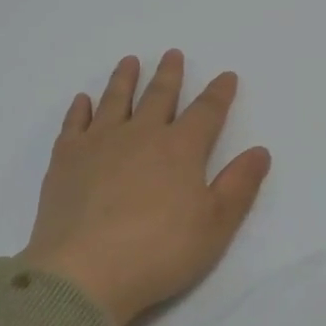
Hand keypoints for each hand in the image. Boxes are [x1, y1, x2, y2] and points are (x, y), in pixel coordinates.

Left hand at [20, 51, 272, 325]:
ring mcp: (99, 143)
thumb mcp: (215, 224)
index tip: (226, 76)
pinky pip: (75, 123)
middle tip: (172, 54)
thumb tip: (260, 151)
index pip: (206, 112)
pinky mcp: (65, 159)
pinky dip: (81, 108)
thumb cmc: (159, 251)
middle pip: (159, 96)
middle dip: (169, 75)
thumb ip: (239, 185)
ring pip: (115, 100)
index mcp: (181, 149)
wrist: (85, 271)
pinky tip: (83, 100)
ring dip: (125, 79)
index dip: (218, 93)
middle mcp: (141, 135)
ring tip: (129, 61)